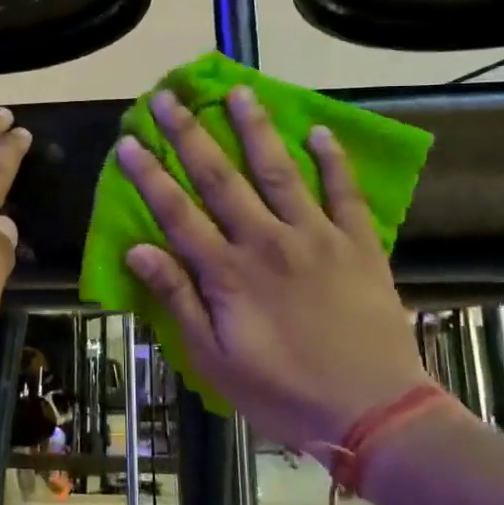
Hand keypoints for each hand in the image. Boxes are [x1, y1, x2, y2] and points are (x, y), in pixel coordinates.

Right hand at [117, 87, 431, 462]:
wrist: (374, 413)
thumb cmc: (283, 393)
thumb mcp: (215, 360)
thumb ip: (178, 300)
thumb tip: (137, 249)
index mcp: (228, 272)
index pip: (177, 212)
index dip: (149, 175)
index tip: (129, 140)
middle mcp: (267, 241)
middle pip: (220, 177)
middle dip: (190, 134)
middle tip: (168, 97)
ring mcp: (316, 236)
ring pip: (278, 170)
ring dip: (255, 128)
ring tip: (239, 91)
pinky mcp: (357, 244)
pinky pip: (344, 192)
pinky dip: (333, 159)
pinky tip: (319, 129)